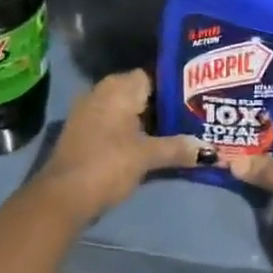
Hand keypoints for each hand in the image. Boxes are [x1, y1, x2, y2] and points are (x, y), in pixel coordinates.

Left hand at [38, 70, 200, 222]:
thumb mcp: (147, 156)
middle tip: (192, 118)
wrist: (63, 197)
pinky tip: (150, 146)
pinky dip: (131, 132)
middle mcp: (102, 91)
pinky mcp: (84, 132)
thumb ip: (178, 149)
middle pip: (140, 93)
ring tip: (178, 133)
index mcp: (118, 87)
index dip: (174, 87)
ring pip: (127, 110)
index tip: (195, 100)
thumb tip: (210, 151)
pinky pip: (114, 123)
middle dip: (163, 106)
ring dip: (147, 122)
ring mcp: (89, 111)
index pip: (152, 75)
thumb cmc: (108, 164)